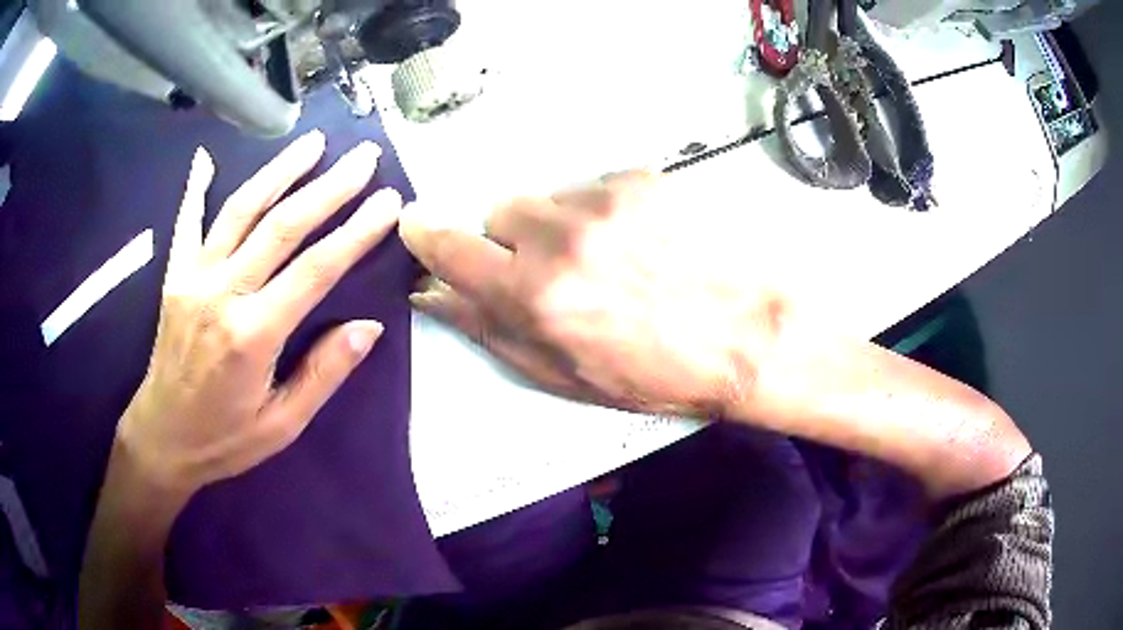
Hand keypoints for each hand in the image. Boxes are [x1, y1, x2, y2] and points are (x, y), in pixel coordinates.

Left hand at [118, 131, 400, 498]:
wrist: (162, 438)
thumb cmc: (225, 439)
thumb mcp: (282, 424)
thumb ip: (323, 373)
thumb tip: (368, 328)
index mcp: (252, 335)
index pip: (314, 269)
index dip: (356, 232)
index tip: (387, 202)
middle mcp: (221, 294)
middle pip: (281, 226)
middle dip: (329, 187)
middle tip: (363, 156)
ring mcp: (193, 278)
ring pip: (240, 210)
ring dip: (279, 171)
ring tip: (312, 141)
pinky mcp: (174, 276)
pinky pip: (186, 222)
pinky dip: (195, 188)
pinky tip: (205, 159)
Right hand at [400, 171, 786, 417]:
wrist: (744, 336)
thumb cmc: (654, 373)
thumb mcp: (563, 374)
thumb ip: (489, 329)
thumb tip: (434, 295)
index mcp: (535, 294)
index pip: (450, 246)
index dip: (427, 235)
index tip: (419, 227)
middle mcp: (561, 236)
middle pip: (498, 211)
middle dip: (511, 240)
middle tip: (550, 270)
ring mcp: (604, 200)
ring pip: (546, 198)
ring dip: (557, 224)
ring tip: (605, 259)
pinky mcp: (640, 180)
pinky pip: (593, 188)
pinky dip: (600, 212)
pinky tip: (637, 242)